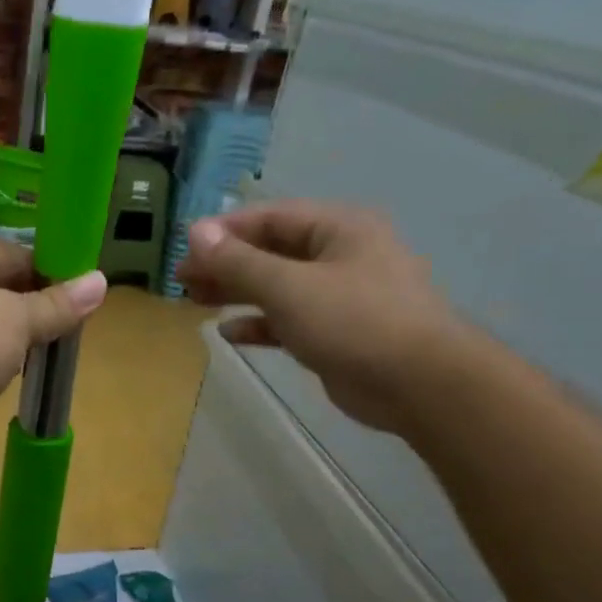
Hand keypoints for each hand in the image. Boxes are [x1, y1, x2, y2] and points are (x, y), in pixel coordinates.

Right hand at [175, 201, 467, 432]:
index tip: (185, 248)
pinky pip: (289, 320)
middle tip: (182, 279)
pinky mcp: (336, 333)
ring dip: (237, 293)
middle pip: (271, 251)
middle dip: (226, 264)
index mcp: (338, 228)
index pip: (270, 218)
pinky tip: (230, 334)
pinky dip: (260, 324)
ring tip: (194, 301)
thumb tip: (195, 232)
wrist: (419, 384)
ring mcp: (340, 296)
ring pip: (278, 287)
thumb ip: (239, 261)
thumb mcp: (288, 286)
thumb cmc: (354, 322)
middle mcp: (340, 255)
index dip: (224, 231)